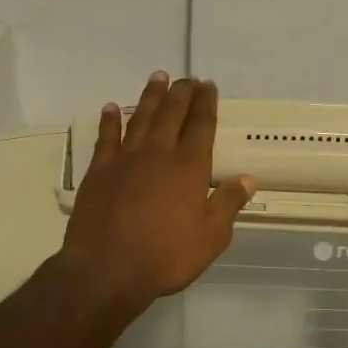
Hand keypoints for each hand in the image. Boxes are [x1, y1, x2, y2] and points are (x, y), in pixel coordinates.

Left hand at [57, 73, 255, 316]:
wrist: (107, 270)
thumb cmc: (166, 256)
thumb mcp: (210, 237)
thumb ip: (228, 204)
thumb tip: (248, 178)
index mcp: (189, 167)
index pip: (201, 125)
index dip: (206, 103)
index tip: (208, 86)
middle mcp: (158, 153)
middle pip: (172, 113)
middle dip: (182, 93)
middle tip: (187, 78)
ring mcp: (125, 159)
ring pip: (140, 117)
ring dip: (150, 96)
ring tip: (158, 77)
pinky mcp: (99, 171)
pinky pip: (106, 137)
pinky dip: (110, 120)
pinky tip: (112, 108)